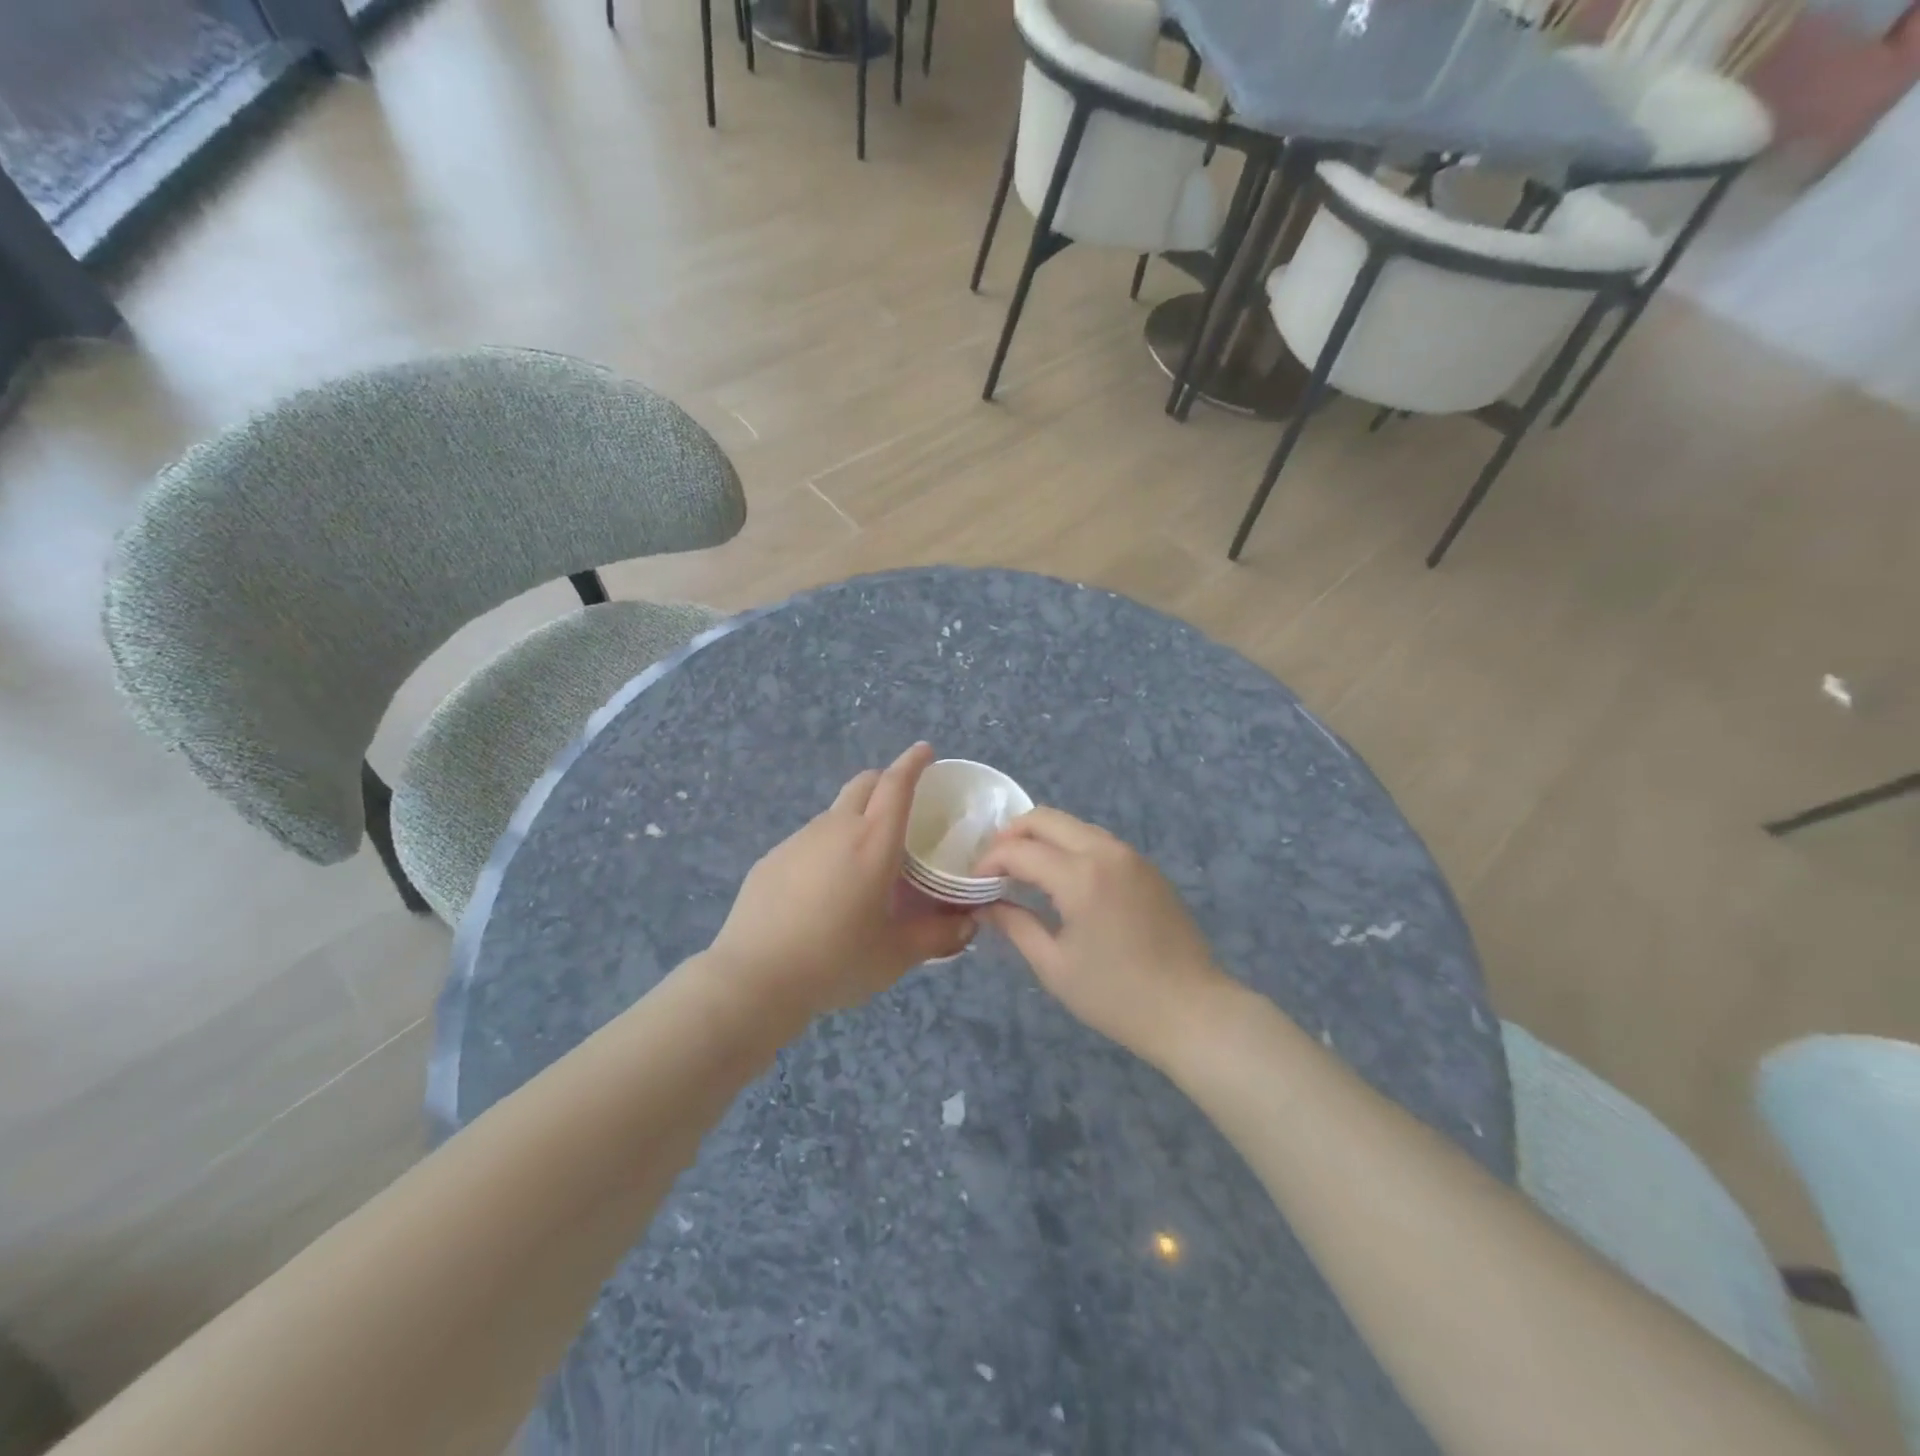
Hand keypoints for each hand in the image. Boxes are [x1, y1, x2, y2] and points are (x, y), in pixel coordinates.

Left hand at [707, 743, 974, 1019]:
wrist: (755, 978)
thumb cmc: (836, 961)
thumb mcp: (896, 955)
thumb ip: (938, 936)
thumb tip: (969, 925)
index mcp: (873, 842)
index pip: (896, 785)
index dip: (913, 763)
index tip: (925, 751)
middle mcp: (836, 829)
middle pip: (864, 784)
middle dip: (886, 780)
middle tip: (902, 804)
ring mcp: (798, 840)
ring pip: (835, 812)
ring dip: (856, 818)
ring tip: (864, 860)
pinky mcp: (772, 858)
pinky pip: (809, 840)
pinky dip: (827, 847)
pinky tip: (823, 888)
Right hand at [975, 809, 1230, 1067]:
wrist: (1193, 1011)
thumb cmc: (1117, 997)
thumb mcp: (1055, 966)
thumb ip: (1015, 925)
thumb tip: (985, 905)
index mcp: (1080, 876)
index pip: (1019, 850)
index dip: (989, 861)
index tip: (974, 883)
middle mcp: (1106, 851)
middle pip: (1046, 818)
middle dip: (1012, 834)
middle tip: (993, 865)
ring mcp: (1130, 856)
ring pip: (1074, 825)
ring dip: (1042, 838)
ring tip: (1022, 871)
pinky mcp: (1146, 867)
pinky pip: (1097, 841)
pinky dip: (1069, 847)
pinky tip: (1061, 879)